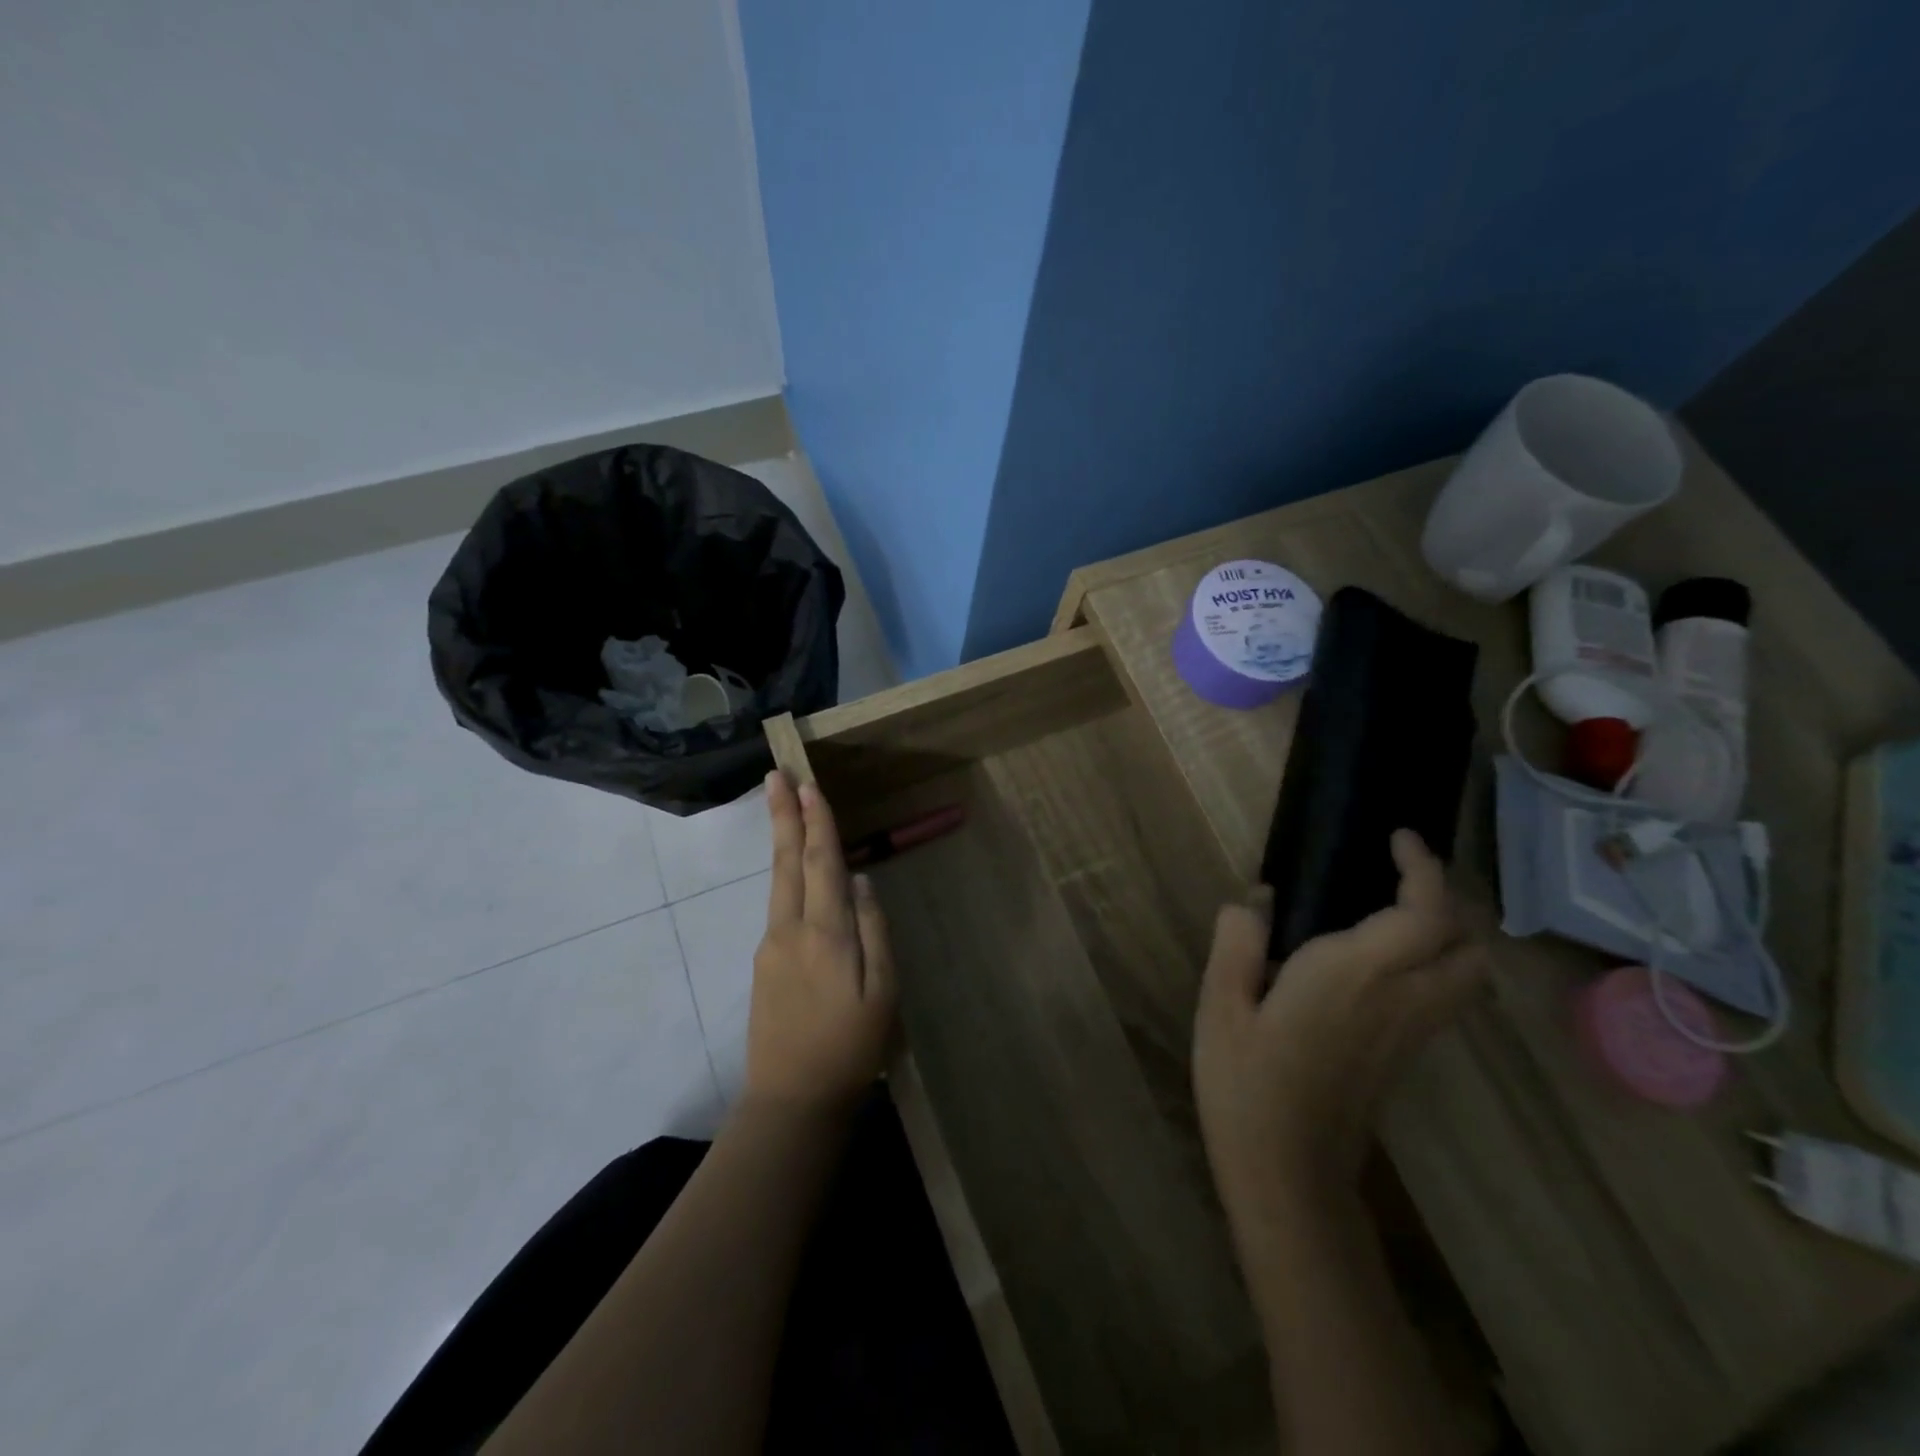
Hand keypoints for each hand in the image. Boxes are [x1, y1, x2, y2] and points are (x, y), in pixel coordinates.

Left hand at [747, 770, 898, 1116]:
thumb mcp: (882, 993)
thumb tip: (861, 882)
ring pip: (779, 881)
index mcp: (825, 933)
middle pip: (786, 861)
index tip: (809, 784)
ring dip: (782, 840)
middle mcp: (789, 930)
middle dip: (783, 815)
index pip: (821, 863)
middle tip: (775, 775)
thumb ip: (874, 931)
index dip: (816, 821)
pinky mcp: (764, 965)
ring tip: (785, 808)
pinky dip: (787, 875)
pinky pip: (779, 906)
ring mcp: (770, 947)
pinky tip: (796, 871)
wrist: (791, 1102)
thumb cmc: (850, 1048)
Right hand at [1194, 830, 1486, 1213]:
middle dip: (1447, 902)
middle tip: (1398, 878)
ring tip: (1394, 912)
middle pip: (1468, 946)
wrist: (1286, 1171)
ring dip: (1448, 934)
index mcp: (1352, 976)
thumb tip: (1251, 901)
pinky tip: (1382, 961)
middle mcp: (1400, 1000)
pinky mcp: (1407, 1056)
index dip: (1422, 870)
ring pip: (1468, 976)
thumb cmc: (1246, 1083)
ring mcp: (1412, 1033)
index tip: (1397, 838)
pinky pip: (1446, 997)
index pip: (1424, 916)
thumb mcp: (1219, 1005)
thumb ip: (1236, 942)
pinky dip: (1436, 963)